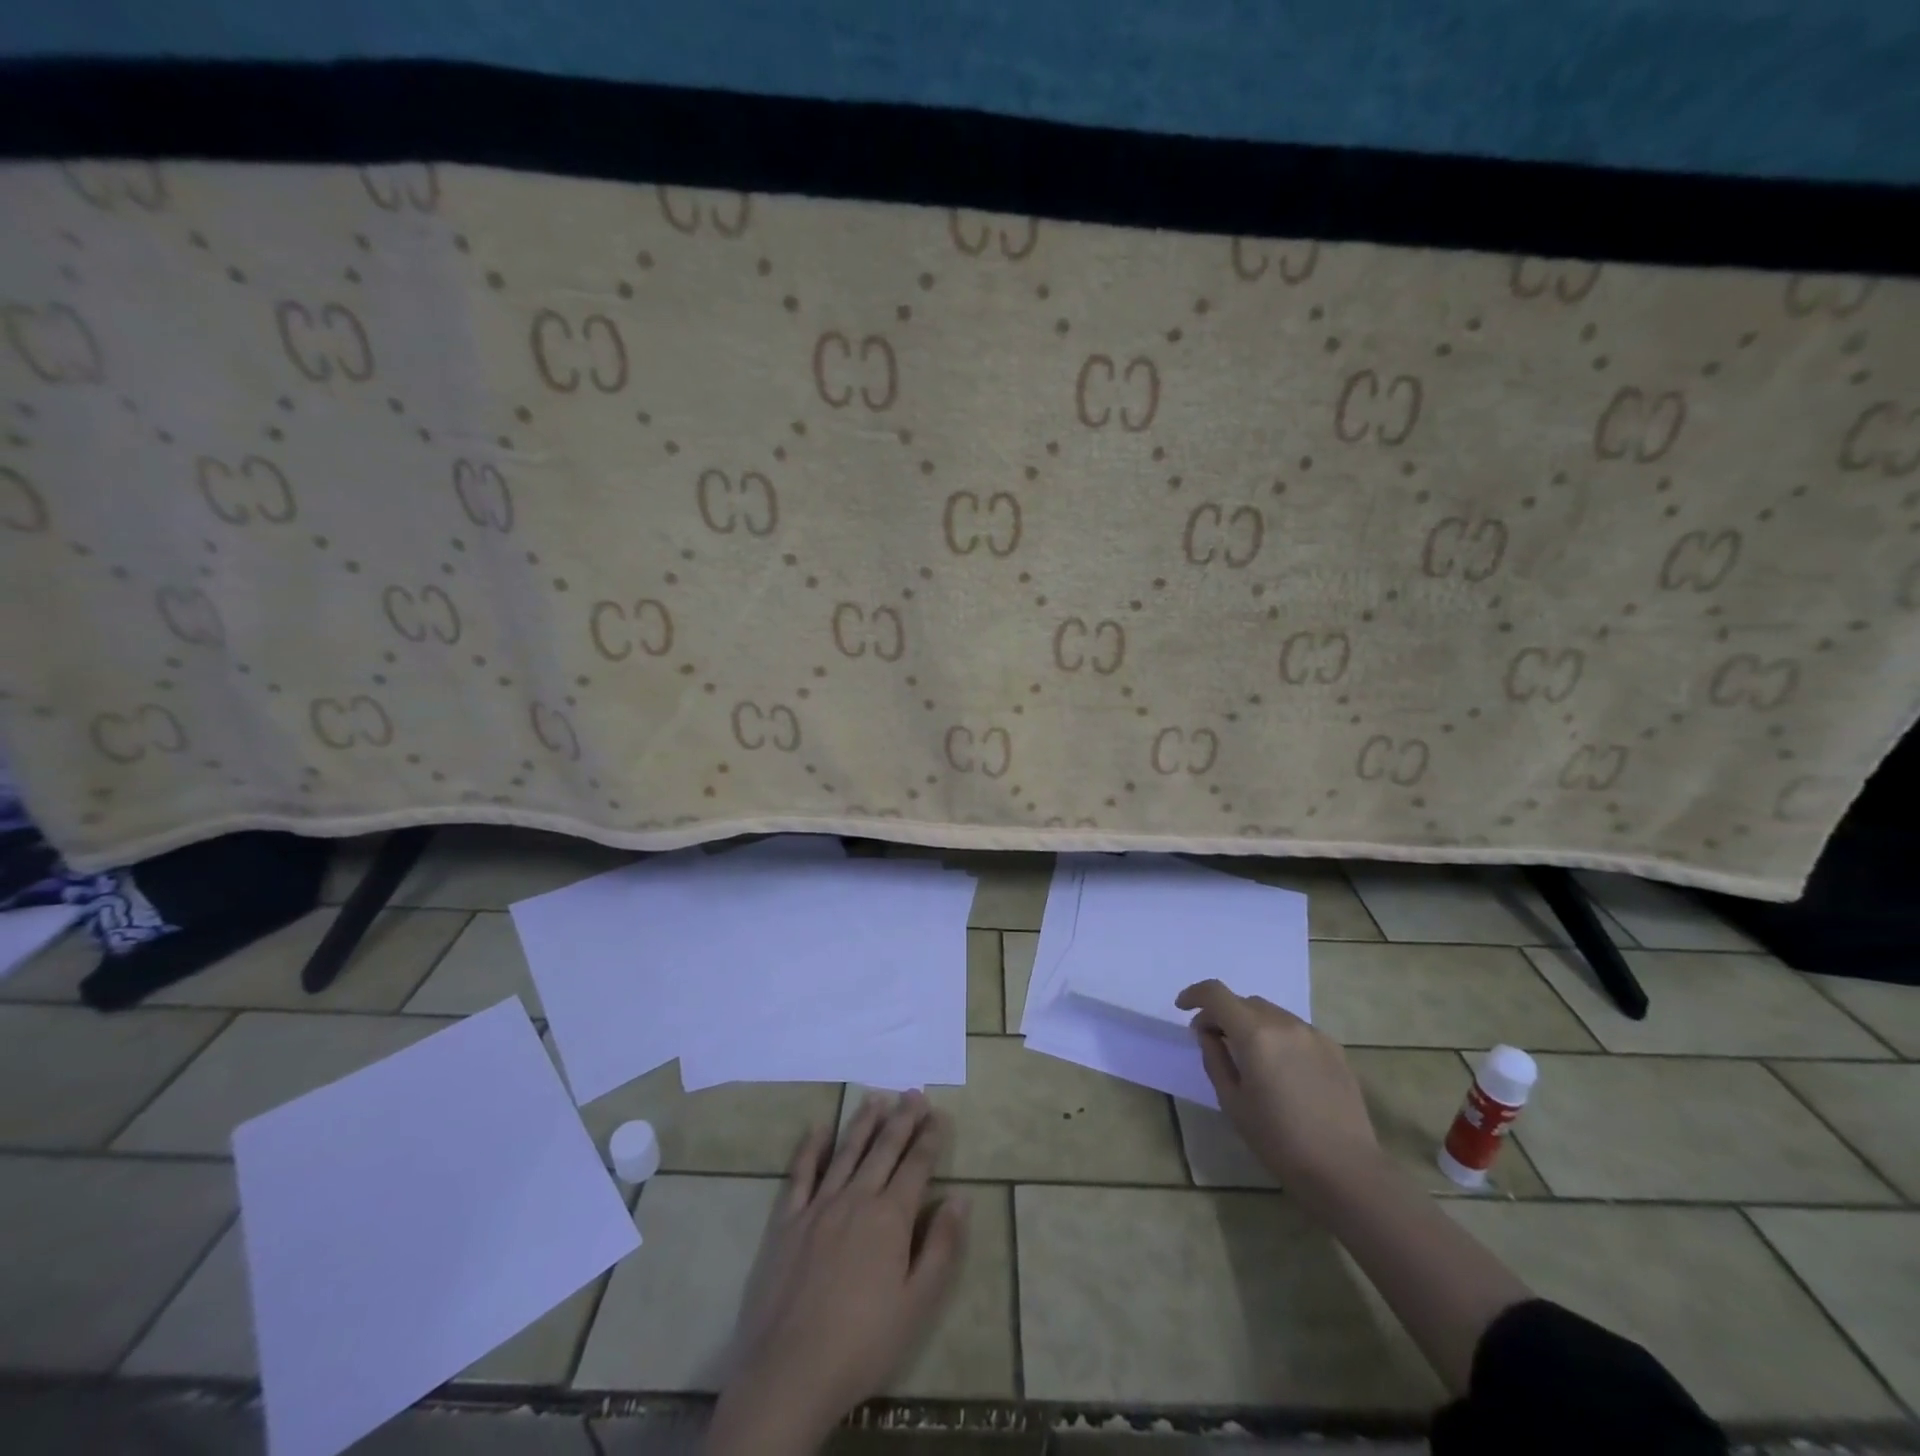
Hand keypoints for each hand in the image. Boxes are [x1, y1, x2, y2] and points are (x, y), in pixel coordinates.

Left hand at [707, 1092, 968, 1455]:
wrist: (788, 1373)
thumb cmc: (862, 1345)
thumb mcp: (917, 1305)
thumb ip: (941, 1247)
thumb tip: (960, 1197)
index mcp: (890, 1218)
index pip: (916, 1166)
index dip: (930, 1138)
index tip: (940, 1114)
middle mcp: (856, 1199)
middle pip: (884, 1149)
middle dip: (902, 1119)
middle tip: (914, 1093)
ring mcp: (818, 1206)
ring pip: (846, 1152)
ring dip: (864, 1123)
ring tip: (877, 1097)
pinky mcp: (786, 1221)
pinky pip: (800, 1174)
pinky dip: (810, 1148)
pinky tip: (818, 1129)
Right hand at [1176, 978, 1380, 1202]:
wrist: (1346, 1171)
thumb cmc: (1279, 1140)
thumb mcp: (1232, 1102)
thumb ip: (1215, 1058)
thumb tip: (1209, 1033)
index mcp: (1255, 1034)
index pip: (1216, 994)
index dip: (1194, 995)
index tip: (1182, 1009)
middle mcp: (1284, 1024)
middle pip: (1244, 1002)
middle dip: (1222, 1014)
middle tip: (1213, 1041)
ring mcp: (1313, 1034)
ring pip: (1270, 1013)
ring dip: (1250, 1024)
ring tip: (1248, 1055)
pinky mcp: (1334, 1049)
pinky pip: (1294, 1029)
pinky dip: (1277, 1036)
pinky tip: (1280, 1067)